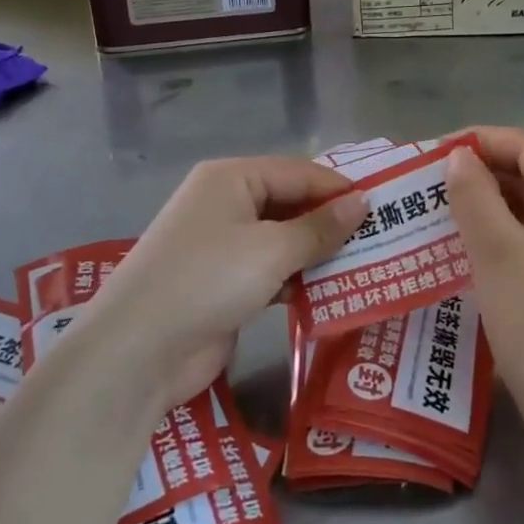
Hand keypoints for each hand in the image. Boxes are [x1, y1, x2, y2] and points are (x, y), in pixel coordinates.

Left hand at [87, 157, 367, 411]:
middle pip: (290, 204)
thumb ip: (320, 227)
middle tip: (382, 239)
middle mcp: (225, 204)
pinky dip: (297, 280)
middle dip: (331, 223)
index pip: (298, 172)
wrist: (138, 351)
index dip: (339, 189)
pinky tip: (331, 294)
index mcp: (231, 178)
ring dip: (318, 254)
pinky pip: (270, 271)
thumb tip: (363, 202)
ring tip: (368, 266)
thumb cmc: (208, 280)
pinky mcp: (223, 284)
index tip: (384, 208)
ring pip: (282, 240)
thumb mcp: (271, 249)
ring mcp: (221, 246)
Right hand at [446, 128, 523, 453]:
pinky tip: (483, 250)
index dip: (481, 141)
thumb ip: (474, 197)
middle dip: (488, 173)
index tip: (434, 152)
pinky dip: (518, 234)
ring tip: (451, 214)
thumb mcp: (496, 256)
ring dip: (499, 205)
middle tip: (436, 186)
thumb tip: (460, 157)